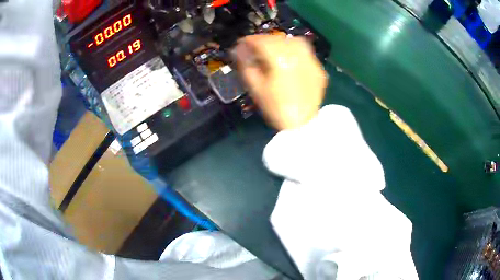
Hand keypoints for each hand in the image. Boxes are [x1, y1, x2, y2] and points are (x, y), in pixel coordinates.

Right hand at [233, 35, 327, 130]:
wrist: (302, 125)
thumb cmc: (276, 109)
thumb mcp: (256, 88)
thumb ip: (247, 66)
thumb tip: (240, 52)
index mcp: (280, 61)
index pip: (262, 42)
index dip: (249, 40)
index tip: (242, 43)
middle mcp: (297, 56)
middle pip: (278, 39)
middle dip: (264, 40)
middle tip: (255, 47)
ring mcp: (311, 62)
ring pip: (294, 41)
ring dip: (280, 42)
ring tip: (273, 50)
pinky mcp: (318, 69)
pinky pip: (305, 52)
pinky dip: (294, 50)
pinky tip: (289, 58)